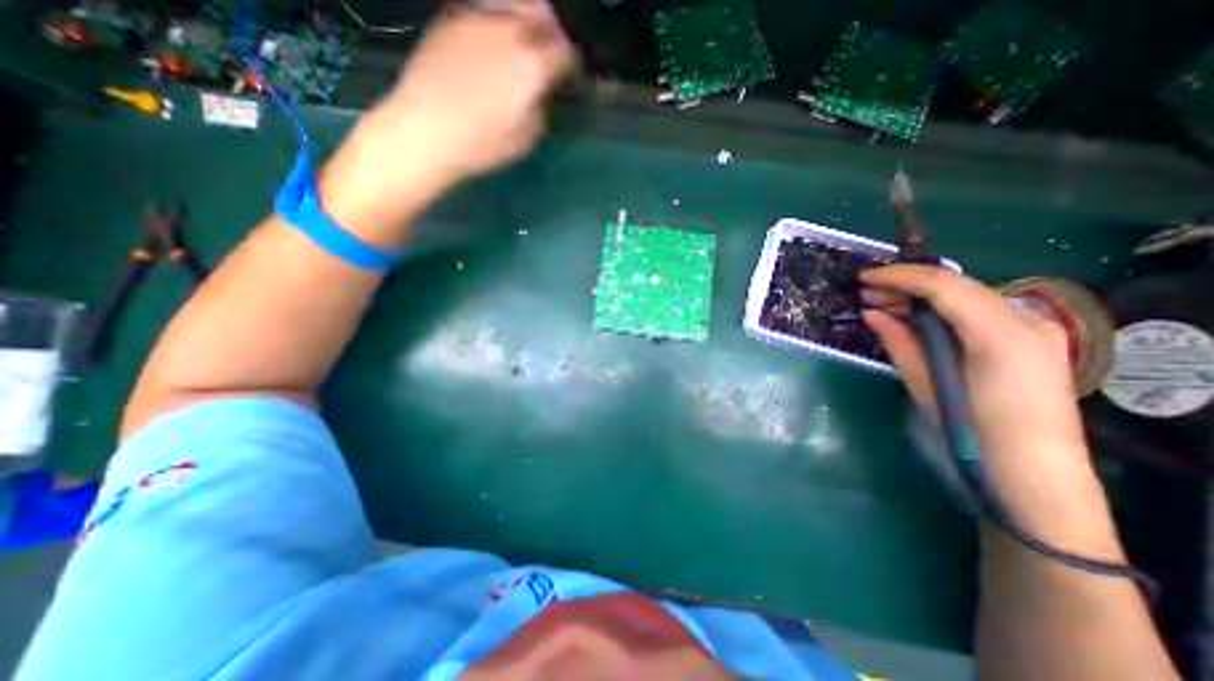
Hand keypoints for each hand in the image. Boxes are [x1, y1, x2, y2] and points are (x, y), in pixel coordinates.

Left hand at [369, 1, 576, 185]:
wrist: (426, 130)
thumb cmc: (482, 144)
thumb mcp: (527, 138)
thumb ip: (542, 108)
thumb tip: (543, 91)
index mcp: (532, 65)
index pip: (567, 54)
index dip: (575, 66)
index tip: (573, 77)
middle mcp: (509, 31)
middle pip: (544, 16)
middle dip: (555, 34)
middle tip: (555, 51)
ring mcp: (478, 19)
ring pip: (515, 5)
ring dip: (529, 20)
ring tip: (528, 41)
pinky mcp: (452, 17)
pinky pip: (487, 9)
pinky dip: (500, 21)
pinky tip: (496, 42)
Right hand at [858, 266, 1111, 547]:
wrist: (1034, 472)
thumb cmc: (973, 431)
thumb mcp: (927, 384)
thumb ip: (900, 342)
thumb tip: (871, 313)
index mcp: (1000, 334)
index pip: (943, 286)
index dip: (899, 276)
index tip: (864, 277)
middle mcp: (1023, 321)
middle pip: (956, 285)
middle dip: (907, 284)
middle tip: (867, 292)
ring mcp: (1032, 328)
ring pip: (966, 295)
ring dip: (922, 296)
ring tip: (883, 304)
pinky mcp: (1028, 339)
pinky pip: (976, 311)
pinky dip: (942, 310)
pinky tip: (914, 318)